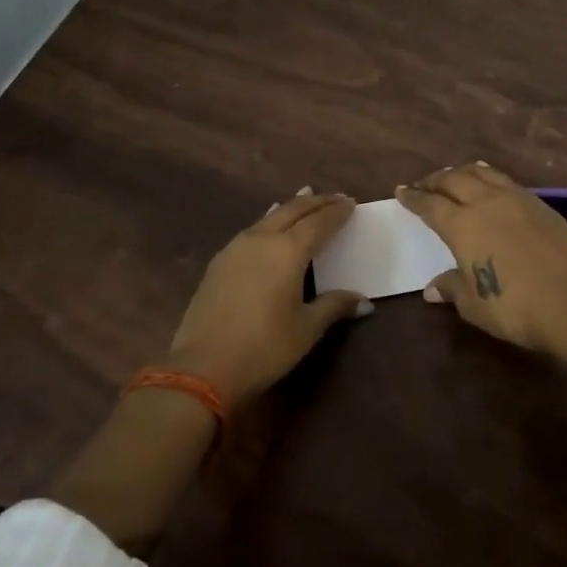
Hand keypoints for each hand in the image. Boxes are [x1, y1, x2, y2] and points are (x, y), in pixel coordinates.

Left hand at [169, 188, 370, 404]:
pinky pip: (252, 230)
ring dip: (291, 207)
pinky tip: (269, 226)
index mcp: (289, 251)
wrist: (202, 368)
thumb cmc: (264, 348)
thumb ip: (334, 307)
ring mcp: (236, 248)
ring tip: (305, 198)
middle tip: (335, 198)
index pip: (319, 222)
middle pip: (293, 211)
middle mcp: (262, 240)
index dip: (337, 212)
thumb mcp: (306, 329)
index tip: (351, 203)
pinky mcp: (219, 262)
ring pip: (269, 217)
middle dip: (316, 202)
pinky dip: (269, 221)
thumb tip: (364, 303)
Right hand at [396, 163, 566, 356]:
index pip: (430, 204)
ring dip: (463, 172)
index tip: (402, 190)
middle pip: (455, 180)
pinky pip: (507, 182)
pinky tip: (491, 183)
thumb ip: (452, 288)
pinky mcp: (541, 206)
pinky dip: (491, 177)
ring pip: (483, 174)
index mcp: (462, 225)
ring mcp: (517, 200)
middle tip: (425, 183)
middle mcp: (486, 203)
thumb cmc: (512, 307)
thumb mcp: (473, 304)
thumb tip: (433, 288)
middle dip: (436, 179)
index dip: (414, 197)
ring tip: (455, 174)